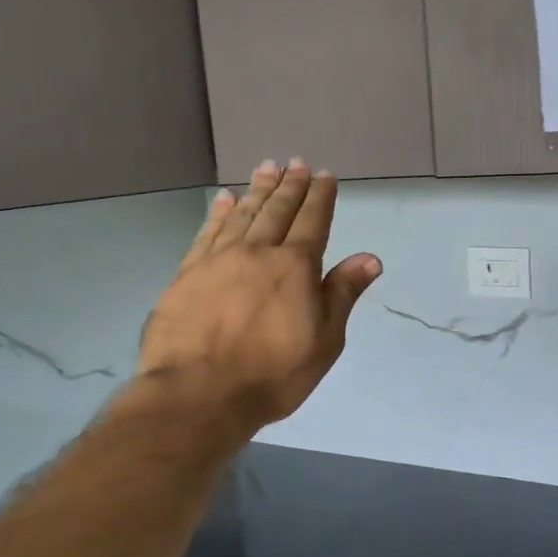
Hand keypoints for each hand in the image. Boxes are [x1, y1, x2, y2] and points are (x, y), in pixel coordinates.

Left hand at [135, 159, 381, 429]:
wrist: (198, 394)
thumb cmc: (273, 374)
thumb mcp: (324, 340)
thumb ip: (343, 293)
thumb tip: (370, 258)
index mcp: (295, 266)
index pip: (313, 221)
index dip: (320, 196)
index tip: (325, 175)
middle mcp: (258, 252)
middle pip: (277, 210)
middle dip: (290, 185)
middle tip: (296, 162)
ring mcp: (218, 260)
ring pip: (243, 214)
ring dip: (257, 189)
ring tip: (266, 167)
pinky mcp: (187, 273)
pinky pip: (207, 232)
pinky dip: (218, 213)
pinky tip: (223, 199)